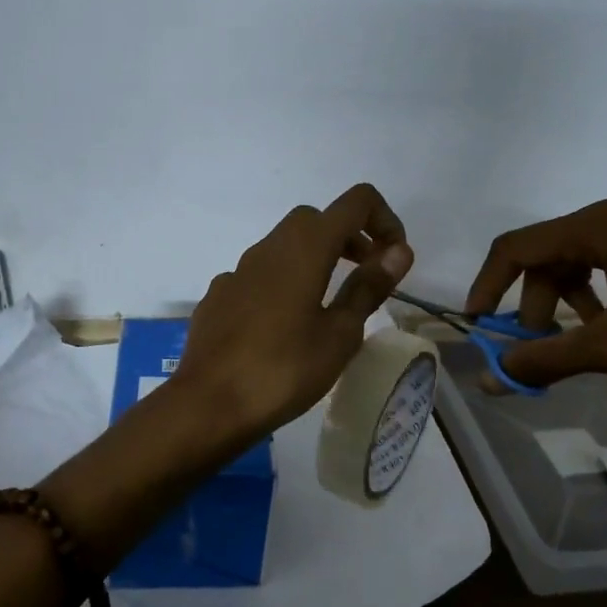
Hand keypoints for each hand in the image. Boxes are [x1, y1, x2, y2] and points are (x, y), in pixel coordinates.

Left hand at [172, 184, 413, 437]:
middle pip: (317, 220)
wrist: (208, 404)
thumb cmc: (284, 371)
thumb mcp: (340, 334)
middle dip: (349, 238)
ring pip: (284, 245)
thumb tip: (399, 251)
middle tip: (365, 277)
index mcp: (305, 248)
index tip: (393, 259)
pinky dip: (282, 283)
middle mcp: (268, 247)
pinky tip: (283, 326)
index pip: (356, 202)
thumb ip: (368, 287)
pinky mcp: (218, 296)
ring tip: (328, 304)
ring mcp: (237, 271)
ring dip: (315, 259)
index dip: (384, 220)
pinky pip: (259, 275)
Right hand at [466, 189, 606, 420]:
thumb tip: (489, 379)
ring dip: (569, 298)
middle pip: (550, 253)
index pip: (516, 246)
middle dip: (535, 303)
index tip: (478, 324)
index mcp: (600, 224)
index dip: (488, 285)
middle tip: (543, 348)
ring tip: (585, 338)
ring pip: (584, 255)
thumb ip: (550, 359)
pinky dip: (602, 288)